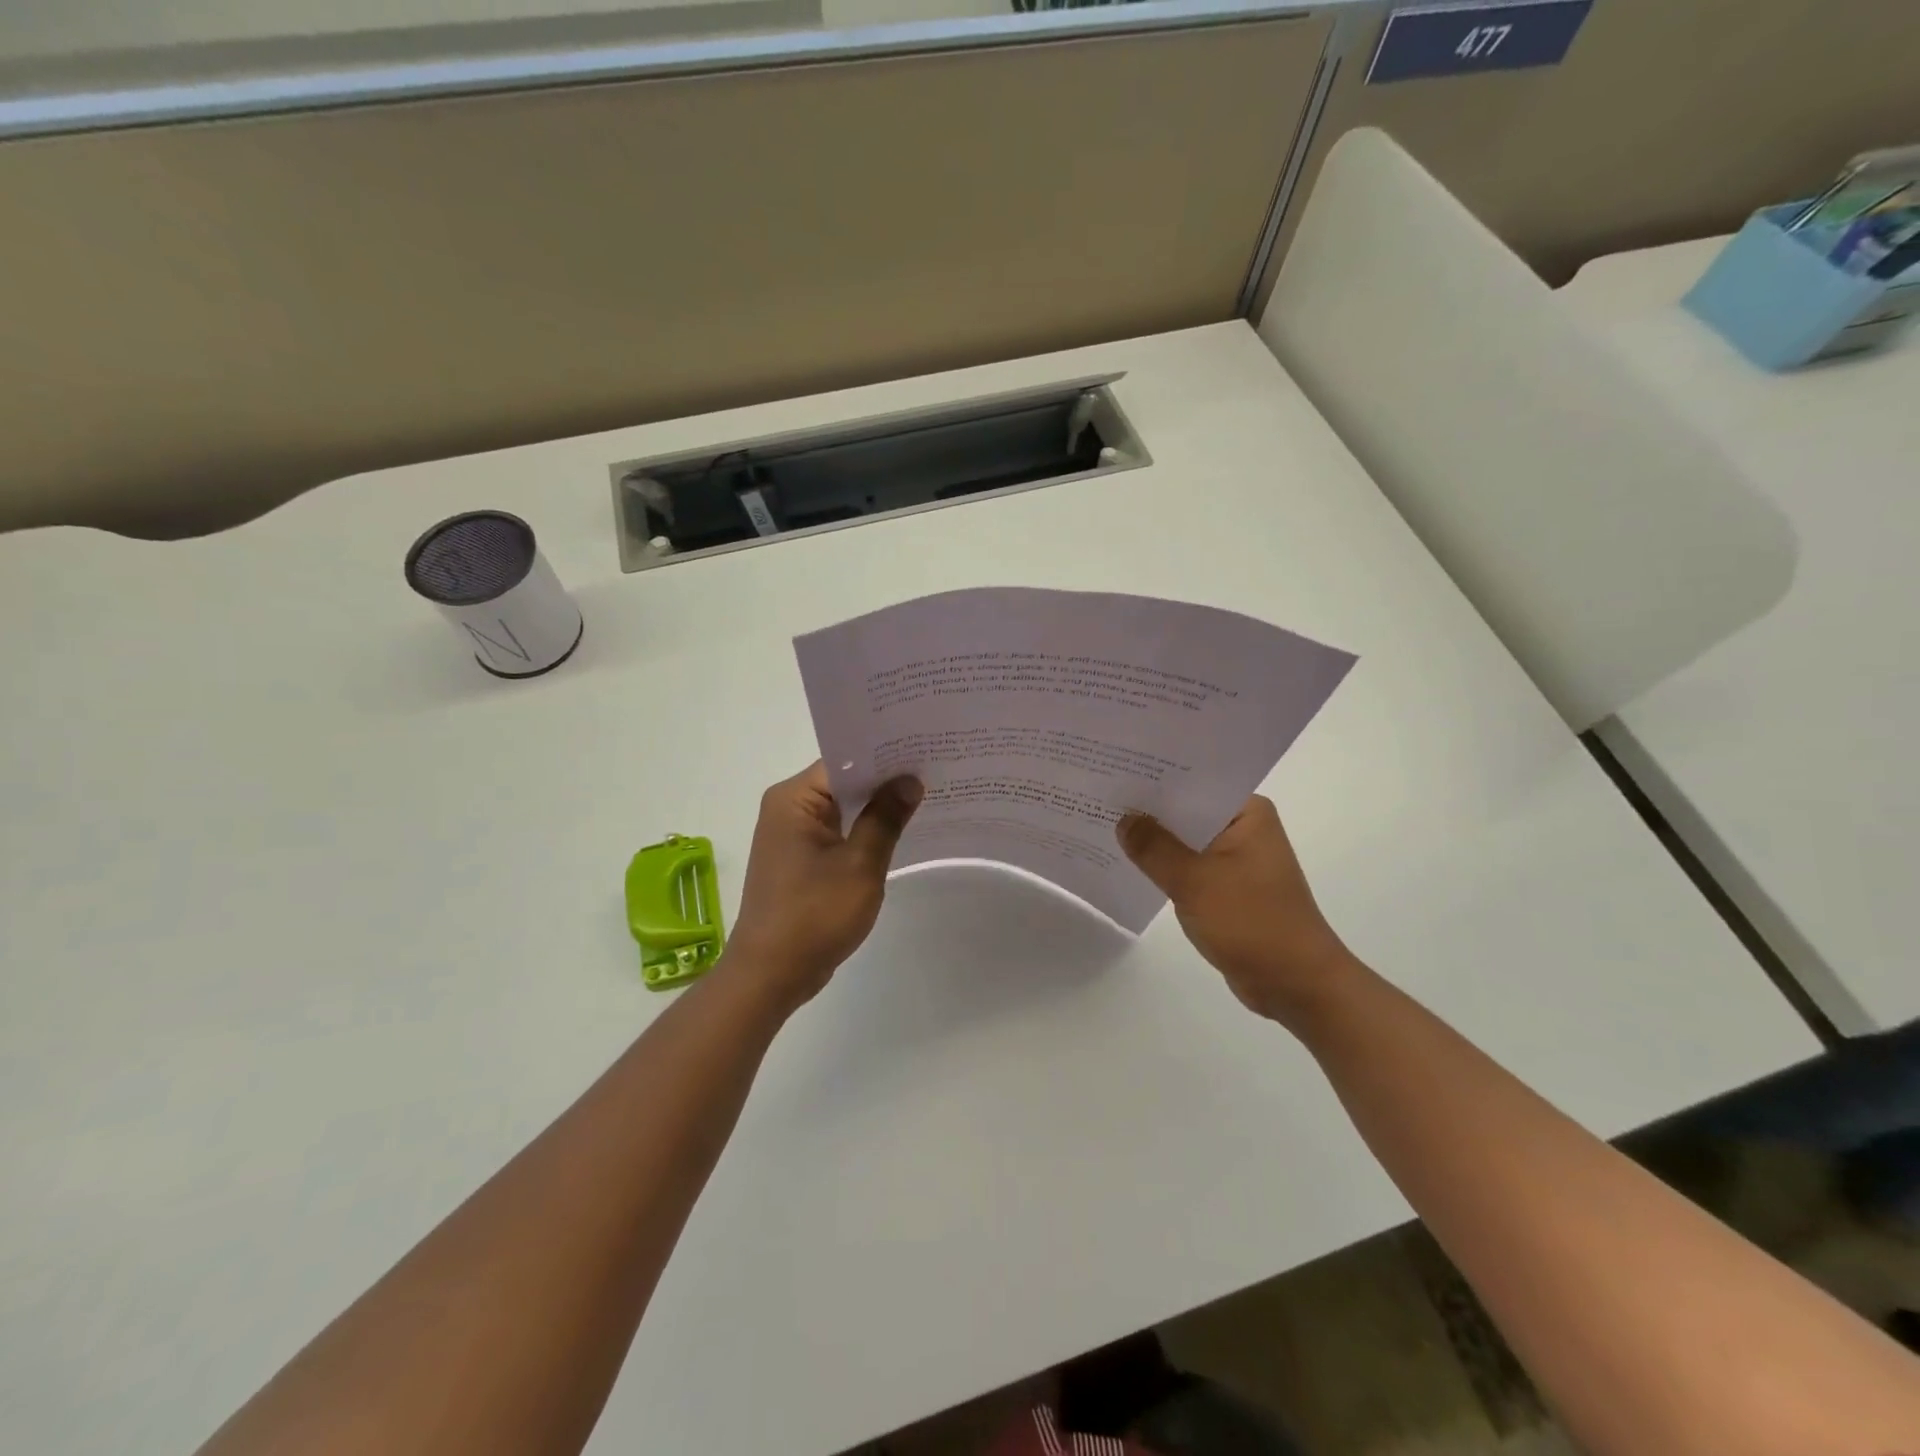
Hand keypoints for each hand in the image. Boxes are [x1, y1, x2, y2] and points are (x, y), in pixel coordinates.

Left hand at [725, 763, 922, 1009]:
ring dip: (876, 807)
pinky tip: (899, 831)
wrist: (770, 975)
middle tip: (934, 770)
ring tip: (927, 796)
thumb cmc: (814, 915)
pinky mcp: (799, 859)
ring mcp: (791, 835)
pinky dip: (863, 831)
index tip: (924, 750)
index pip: (845, 761)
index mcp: (793, 799)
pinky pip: (837, 832)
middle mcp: (787, 808)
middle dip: (885, 780)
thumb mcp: (860, 864)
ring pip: (842, 808)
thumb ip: (885, 818)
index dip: (885, 756)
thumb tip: (910, 780)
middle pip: (843, 782)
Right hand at [1117, 796, 1355, 1026]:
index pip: (1193, 782)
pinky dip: (1165, 866)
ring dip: (1154, 840)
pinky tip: (1129, 863)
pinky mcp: (1228, 888)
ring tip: (1104, 824)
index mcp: (1247, 813)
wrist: (1296, 984)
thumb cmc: (1251, 922)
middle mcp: (1244, 828)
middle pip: (1186, 810)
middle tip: (1100, 795)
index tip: (1114, 770)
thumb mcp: (1194, 881)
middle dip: (1148, 809)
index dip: (1153, 777)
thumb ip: (1154, 847)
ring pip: (1185, 840)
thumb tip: (1124, 820)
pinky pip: (1188, 867)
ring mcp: (1237, 860)